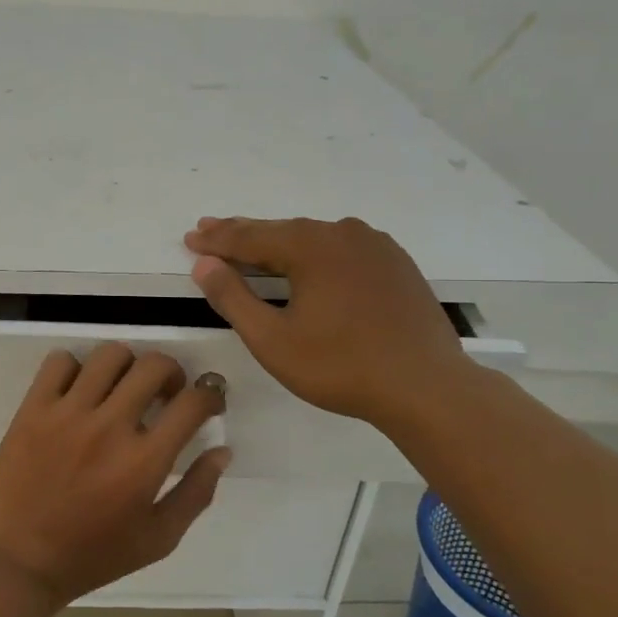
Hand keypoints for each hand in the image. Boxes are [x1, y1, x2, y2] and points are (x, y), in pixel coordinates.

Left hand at [0, 344, 230, 606]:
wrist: (18, 560)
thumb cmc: (92, 555)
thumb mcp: (157, 540)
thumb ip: (196, 494)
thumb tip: (221, 451)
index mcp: (145, 460)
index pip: (192, 403)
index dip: (210, 395)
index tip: (207, 402)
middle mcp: (110, 426)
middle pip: (154, 366)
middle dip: (172, 373)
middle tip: (165, 393)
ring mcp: (68, 412)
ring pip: (110, 354)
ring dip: (126, 365)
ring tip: (121, 387)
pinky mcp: (34, 407)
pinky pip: (60, 361)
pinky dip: (75, 368)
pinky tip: (78, 391)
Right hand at [183, 215, 475, 430]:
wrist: (426, 387)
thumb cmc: (340, 367)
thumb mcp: (273, 339)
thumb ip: (233, 298)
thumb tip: (204, 264)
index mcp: (311, 246)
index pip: (250, 238)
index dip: (216, 240)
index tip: (190, 237)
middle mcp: (343, 233)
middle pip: (281, 231)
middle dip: (242, 234)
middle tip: (209, 229)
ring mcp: (375, 246)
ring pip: (314, 238)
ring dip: (279, 242)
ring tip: (253, 245)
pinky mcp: (396, 264)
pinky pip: (342, 250)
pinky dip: (315, 253)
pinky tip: (308, 262)